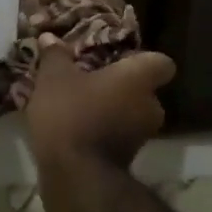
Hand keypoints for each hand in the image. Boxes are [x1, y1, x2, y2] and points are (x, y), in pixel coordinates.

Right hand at [24, 42, 175, 170]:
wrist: (76, 175)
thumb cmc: (70, 114)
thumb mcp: (53, 78)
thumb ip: (55, 56)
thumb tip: (49, 36)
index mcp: (138, 79)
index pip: (162, 63)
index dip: (145, 60)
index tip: (122, 60)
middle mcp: (150, 106)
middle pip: (144, 90)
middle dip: (121, 87)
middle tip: (92, 82)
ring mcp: (142, 136)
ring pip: (130, 114)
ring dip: (112, 110)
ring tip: (80, 107)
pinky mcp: (128, 159)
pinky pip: (119, 135)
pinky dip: (104, 131)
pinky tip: (76, 129)